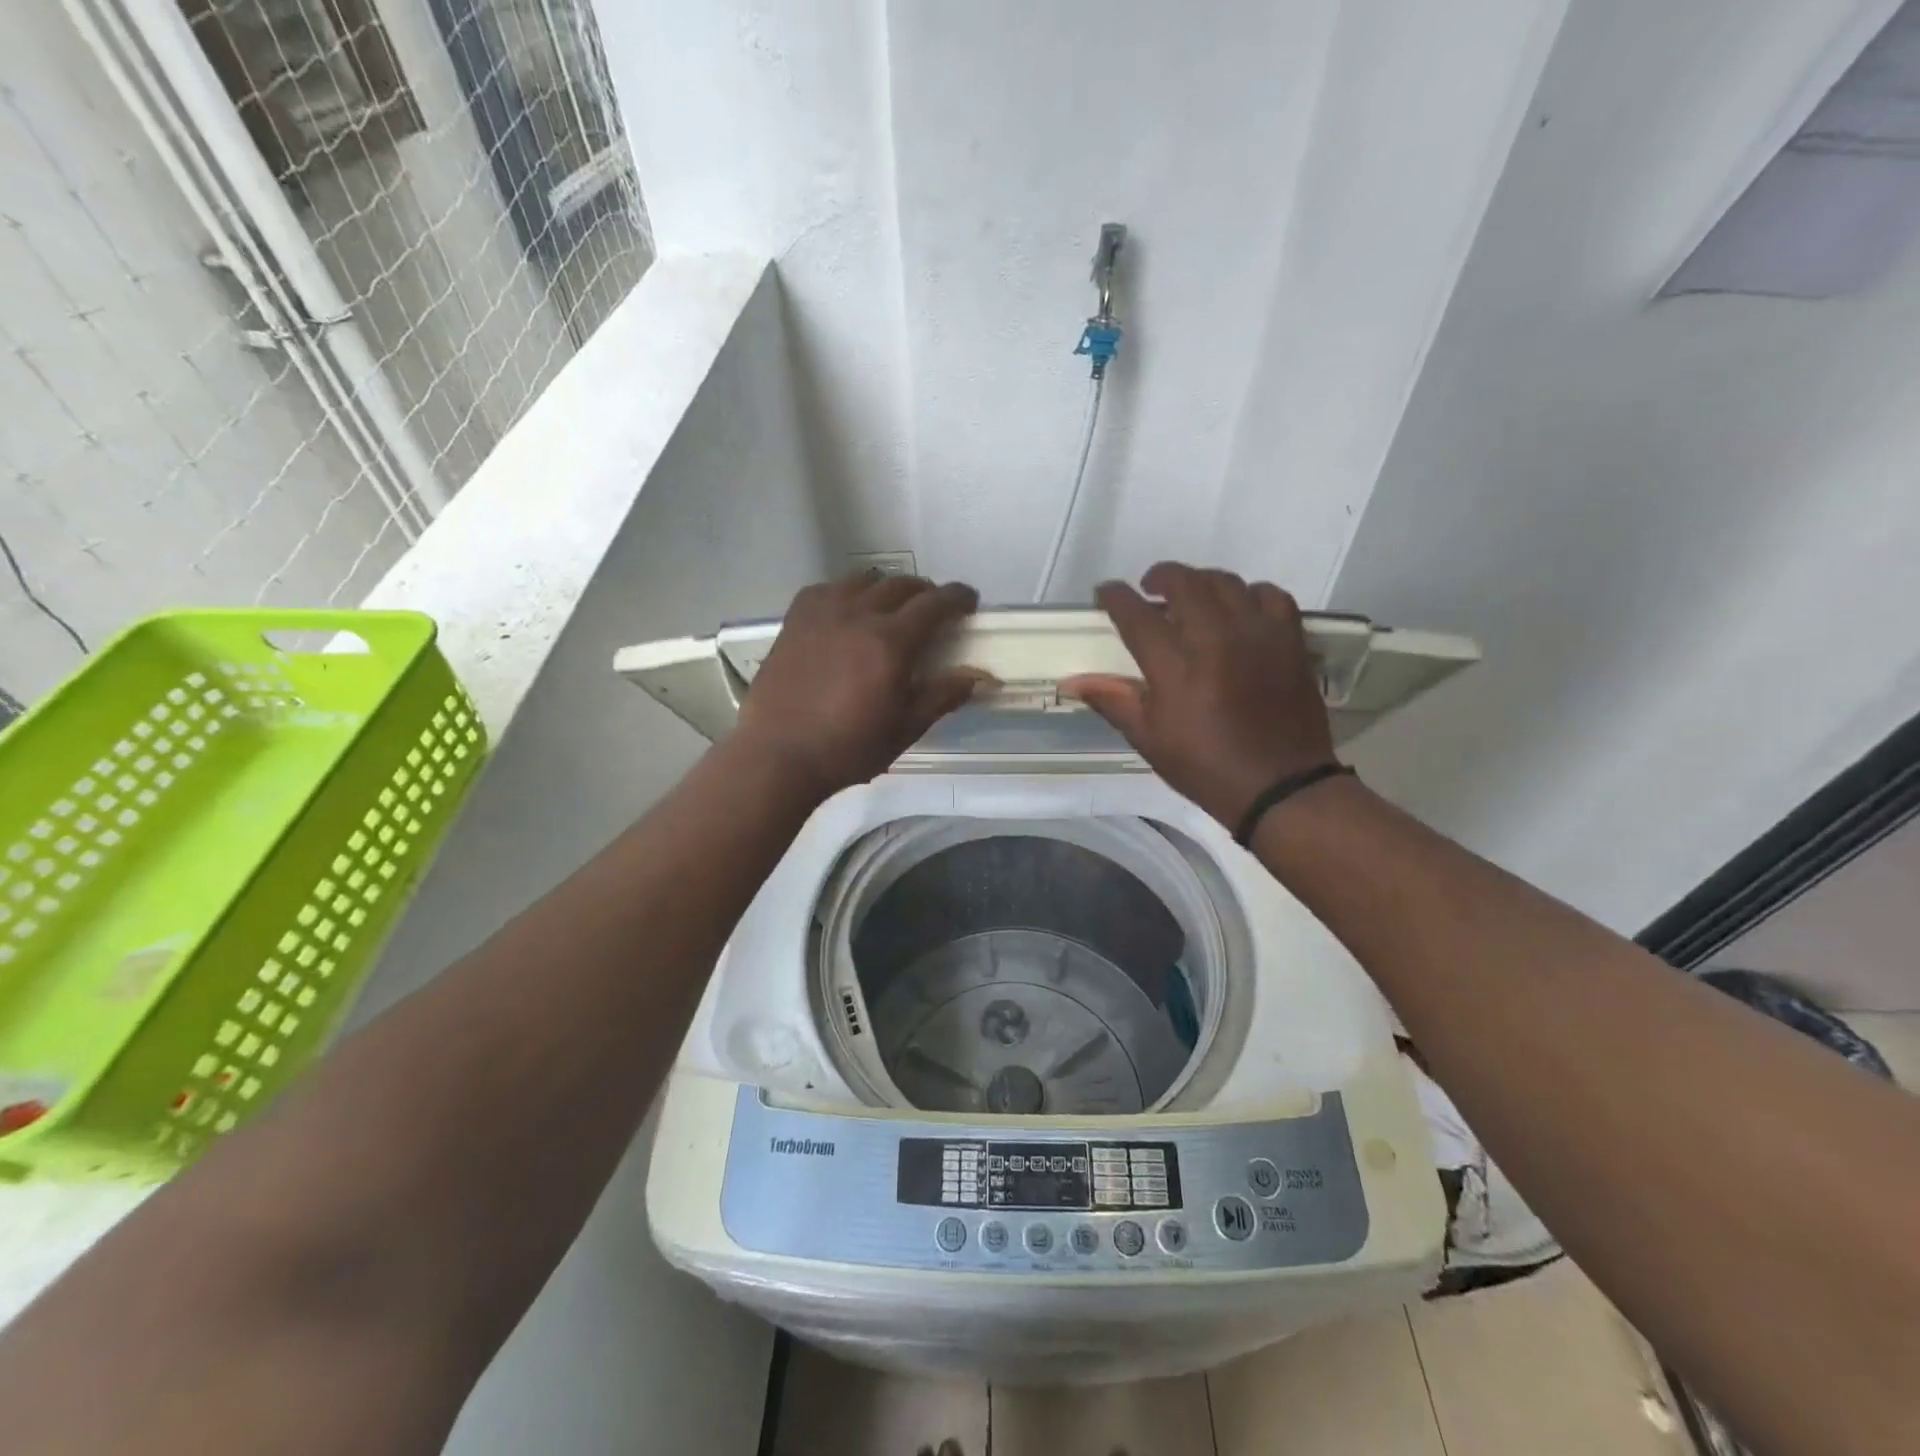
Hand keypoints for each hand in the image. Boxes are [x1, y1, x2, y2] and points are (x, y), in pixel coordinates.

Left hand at [733, 573, 983, 796]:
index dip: (957, 597)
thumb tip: (976, 677)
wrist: (778, 755)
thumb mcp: (904, 729)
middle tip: (933, 610)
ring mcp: (822, 613)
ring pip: (864, 581)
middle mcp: (858, 615)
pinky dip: (848, 593)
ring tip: (891, 608)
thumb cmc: (848, 749)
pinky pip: (828, 589)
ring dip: (887, 588)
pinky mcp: (795, 620)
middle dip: (925, 592)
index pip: (934, 604)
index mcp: (890, 643)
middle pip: (901, 585)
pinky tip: (848, 612)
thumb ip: (941, 696)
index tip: (969, 601)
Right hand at [1061, 562, 1337, 827]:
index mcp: (1175, 667)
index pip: (1137, 615)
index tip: (1105, 593)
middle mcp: (1215, 638)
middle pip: (1184, 583)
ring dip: (1202, 582)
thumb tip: (1073, 681)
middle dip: (1160, 577)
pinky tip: (1240, 610)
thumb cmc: (1205, 767)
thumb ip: (1113, 700)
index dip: (1116, 597)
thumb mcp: (1149, 739)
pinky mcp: (1289, 640)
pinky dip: (1250, 594)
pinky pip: (1271, 595)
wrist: (1279, 786)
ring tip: (1192, 597)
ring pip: (1226, 582)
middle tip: (1149, 589)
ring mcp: (1257, 635)